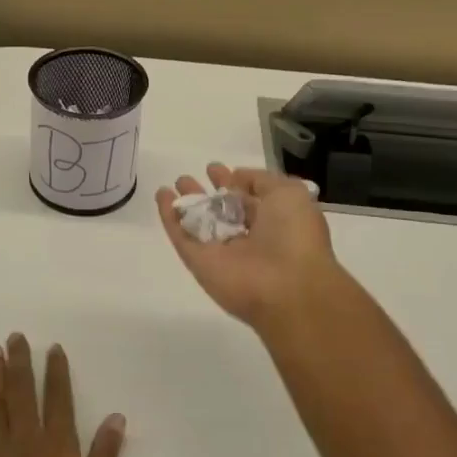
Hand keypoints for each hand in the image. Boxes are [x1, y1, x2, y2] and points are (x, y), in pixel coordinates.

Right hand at [156, 163, 346, 327]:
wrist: (287, 287)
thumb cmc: (294, 236)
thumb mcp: (289, 194)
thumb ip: (261, 180)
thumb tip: (236, 177)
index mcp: (273, 221)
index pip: (247, 199)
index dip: (232, 182)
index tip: (215, 169)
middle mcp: (246, 237)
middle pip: (220, 212)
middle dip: (206, 193)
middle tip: (188, 178)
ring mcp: (221, 251)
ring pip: (198, 223)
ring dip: (186, 203)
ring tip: (174, 183)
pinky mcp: (198, 262)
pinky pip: (181, 236)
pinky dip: (169, 216)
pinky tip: (161, 196)